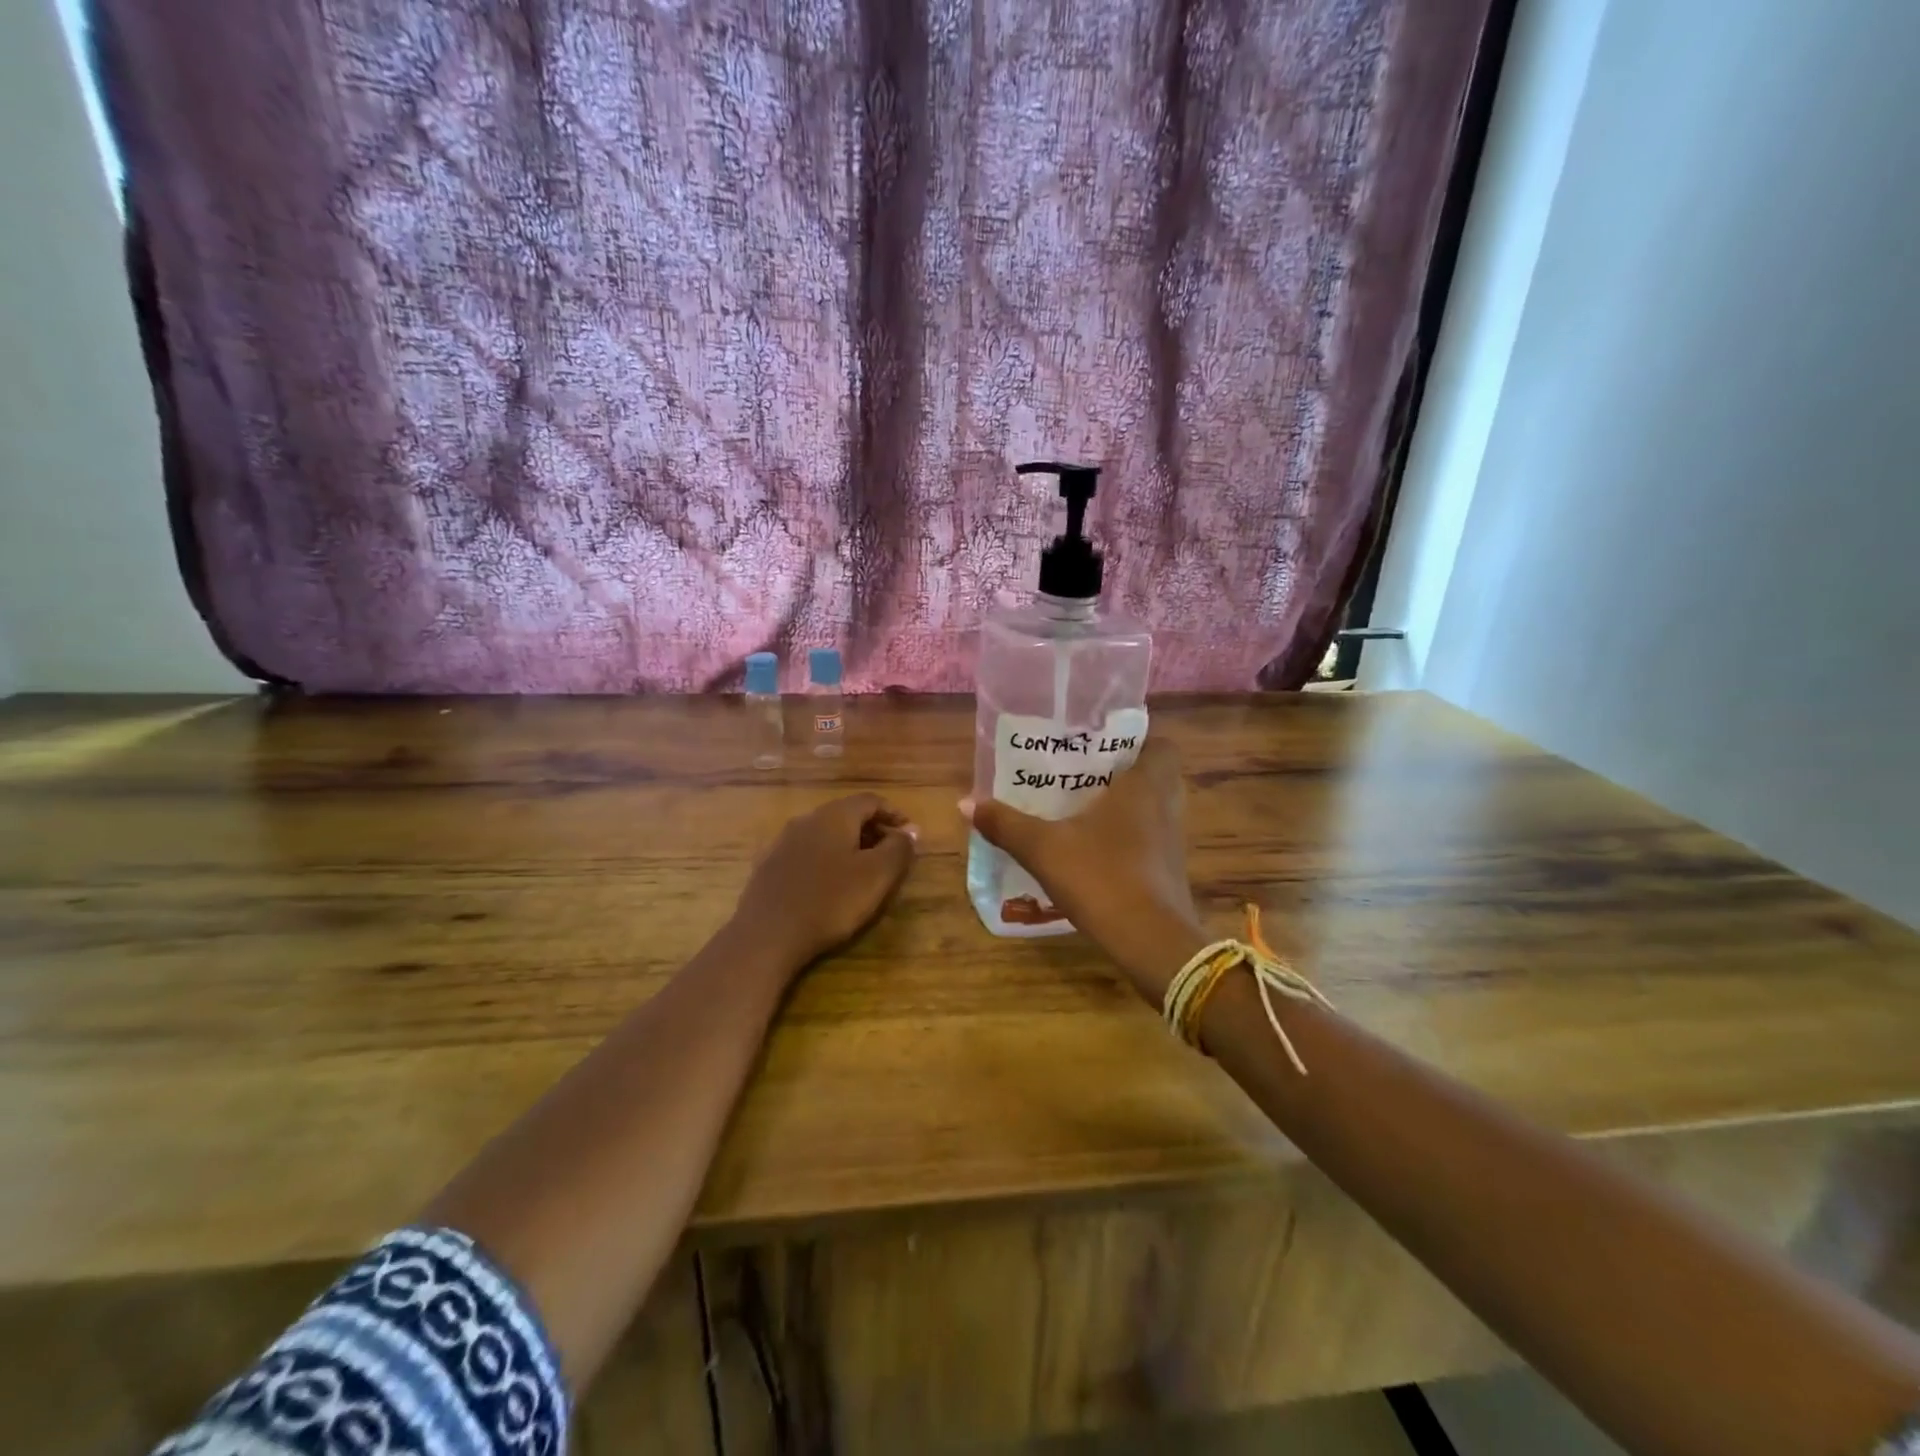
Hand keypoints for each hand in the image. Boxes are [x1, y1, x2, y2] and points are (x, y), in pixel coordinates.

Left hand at [734, 794, 918, 969]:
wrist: (767, 935)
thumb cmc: (830, 901)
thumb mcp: (877, 876)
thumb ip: (898, 848)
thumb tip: (910, 830)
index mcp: (834, 815)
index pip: (871, 800)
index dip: (893, 814)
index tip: (909, 834)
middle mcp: (806, 819)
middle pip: (846, 815)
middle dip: (871, 831)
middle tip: (889, 854)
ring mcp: (782, 841)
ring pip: (824, 834)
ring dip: (847, 846)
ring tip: (861, 872)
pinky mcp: (768, 866)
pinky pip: (805, 853)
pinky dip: (825, 860)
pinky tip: (828, 885)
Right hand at [963, 740, 1204, 999]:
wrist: (1150, 942)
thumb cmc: (1102, 877)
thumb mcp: (1044, 849)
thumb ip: (1006, 824)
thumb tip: (966, 802)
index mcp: (1145, 786)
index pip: (1161, 745)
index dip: (1137, 741)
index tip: (1102, 745)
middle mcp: (1166, 806)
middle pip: (1155, 776)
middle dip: (1124, 773)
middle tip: (1084, 774)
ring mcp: (1172, 842)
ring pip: (1153, 809)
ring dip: (1126, 807)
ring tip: (1082, 809)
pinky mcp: (1169, 871)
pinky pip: (1150, 839)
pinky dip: (1129, 838)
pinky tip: (1094, 850)